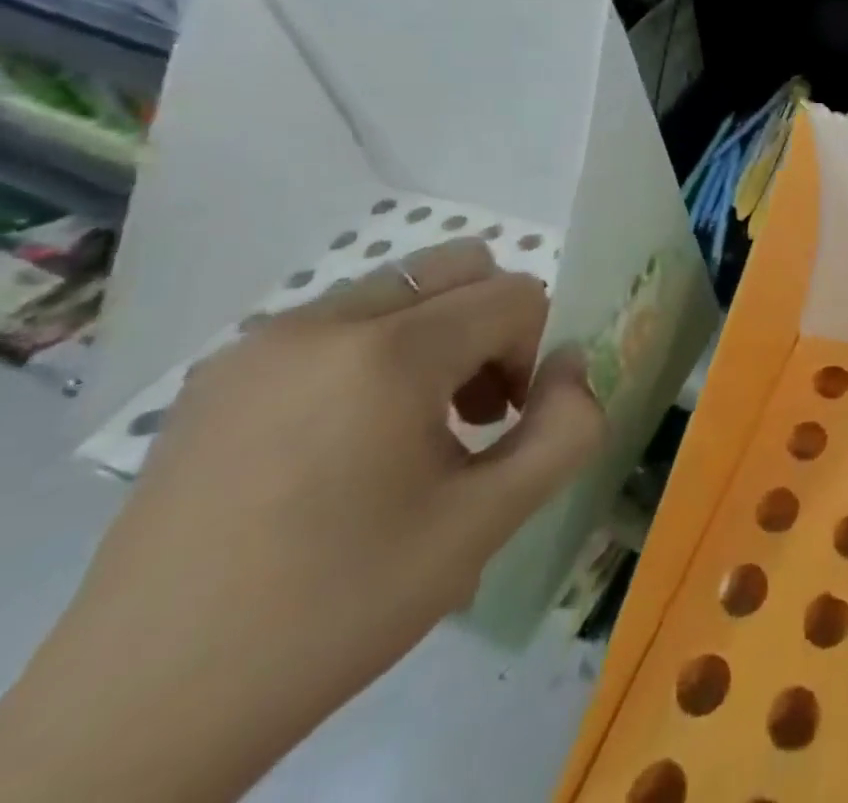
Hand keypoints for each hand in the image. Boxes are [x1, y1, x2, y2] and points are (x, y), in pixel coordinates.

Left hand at [0, 239, 604, 802]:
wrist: (141, 713)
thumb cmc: (338, 605)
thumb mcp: (487, 522)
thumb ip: (567, 428)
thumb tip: (573, 364)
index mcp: (386, 353)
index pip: (513, 295)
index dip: (535, 350)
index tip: (512, 422)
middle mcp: (320, 323)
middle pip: (457, 267)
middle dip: (491, 327)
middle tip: (477, 411)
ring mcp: (257, 346)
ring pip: (398, 293)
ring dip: (436, 340)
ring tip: (413, 432)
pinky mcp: (217, 378)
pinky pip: (335, 325)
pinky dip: (375, 355)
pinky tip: (346, 443)